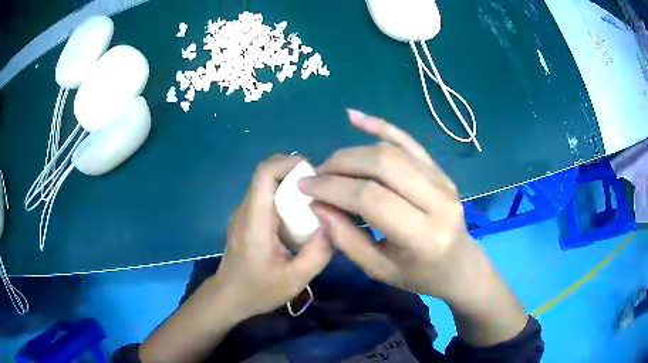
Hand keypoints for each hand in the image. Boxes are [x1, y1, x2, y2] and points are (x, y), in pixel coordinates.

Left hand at [209, 155, 332, 320]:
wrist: (228, 297)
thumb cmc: (258, 290)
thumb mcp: (295, 279)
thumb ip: (317, 253)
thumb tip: (334, 224)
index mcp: (255, 221)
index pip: (264, 174)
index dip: (288, 163)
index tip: (314, 172)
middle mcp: (245, 210)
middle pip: (266, 174)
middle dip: (294, 172)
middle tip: (320, 188)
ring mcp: (242, 213)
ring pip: (266, 184)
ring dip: (289, 184)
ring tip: (313, 201)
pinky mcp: (245, 219)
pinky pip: (265, 197)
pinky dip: (283, 196)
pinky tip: (298, 217)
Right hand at [298, 110, 481, 301]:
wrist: (459, 265)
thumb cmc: (419, 276)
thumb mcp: (378, 270)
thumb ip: (346, 239)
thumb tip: (317, 204)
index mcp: (424, 235)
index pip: (371, 198)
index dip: (333, 187)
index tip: (304, 186)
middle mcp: (438, 200)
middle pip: (382, 164)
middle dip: (340, 165)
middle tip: (316, 176)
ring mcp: (443, 180)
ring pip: (391, 151)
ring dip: (353, 152)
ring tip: (331, 166)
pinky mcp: (440, 170)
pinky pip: (408, 141)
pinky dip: (380, 126)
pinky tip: (354, 117)